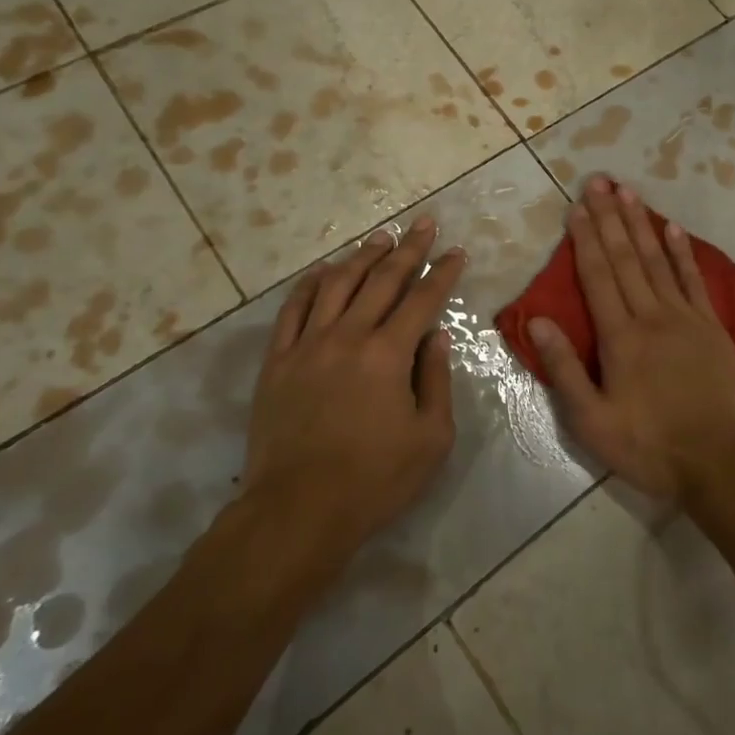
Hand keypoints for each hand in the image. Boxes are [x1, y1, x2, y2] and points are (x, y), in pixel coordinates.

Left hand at [246, 219, 464, 557]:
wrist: (297, 511)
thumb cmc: (374, 479)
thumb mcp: (430, 437)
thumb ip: (436, 379)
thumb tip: (436, 335)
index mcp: (388, 354)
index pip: (423, 299)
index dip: (444, 272)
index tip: (457, 251)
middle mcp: (348, 337)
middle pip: (382, 280)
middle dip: (409, 248)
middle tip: (425, 223)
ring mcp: (307, 346)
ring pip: (337, 285)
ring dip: (362, 257)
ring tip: (381, 237)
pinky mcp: (277, 362)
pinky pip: (293, 310)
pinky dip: (310, 284)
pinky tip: (324, 271)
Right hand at [529, 178, 734, 502]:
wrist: (719, 462)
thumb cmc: (649, 446)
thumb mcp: (592, 421)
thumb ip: (564, 368)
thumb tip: (538, 320)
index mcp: (620, 337)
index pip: (597, 276)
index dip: (585, 238)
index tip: (576, 206)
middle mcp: (651, 316)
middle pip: (625, 258)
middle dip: (609, 217)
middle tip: (598, 181)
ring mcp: (685, 317)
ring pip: (657, 260)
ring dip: (640, 224)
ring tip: (628, 192)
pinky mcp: (711, 326)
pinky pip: (693, 280)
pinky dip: (681, 252)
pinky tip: (672, 227)